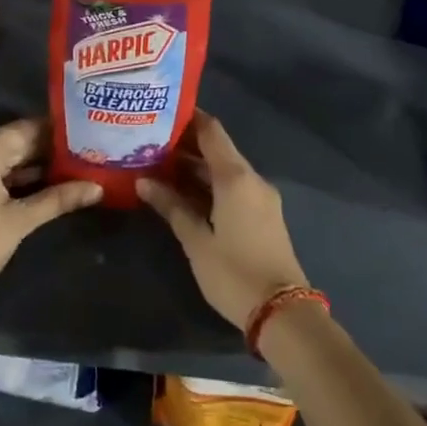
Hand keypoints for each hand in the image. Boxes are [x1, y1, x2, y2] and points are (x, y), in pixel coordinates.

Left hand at [0, 119, 101, 304]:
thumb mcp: (20, 221)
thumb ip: (58, 199)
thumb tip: (97, 188)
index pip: (27, 128)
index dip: (56, 131)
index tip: (84, 134)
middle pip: (14, 142)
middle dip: (47, 150)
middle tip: (82, 153)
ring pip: (2, 159)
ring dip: (31, 166)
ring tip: (69, 170)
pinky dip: (13, 179)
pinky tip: (39, 188)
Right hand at [137, 111, 309, 330]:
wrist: (282, 313)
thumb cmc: (233, 273)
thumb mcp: (196, 240)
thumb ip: (171, 206)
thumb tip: (143, 182)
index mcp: (235, 177)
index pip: (211, 131)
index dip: (188, 118)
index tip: (160, 112)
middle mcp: (251, 179)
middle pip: (217, 149)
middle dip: (185, 144)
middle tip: (149, 141)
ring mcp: (259, 197)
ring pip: (224, 170)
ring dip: (195, 167)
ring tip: (158, 165)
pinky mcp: (262, 215)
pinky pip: (232, 188)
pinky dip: (208, 185)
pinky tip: (182, 192)